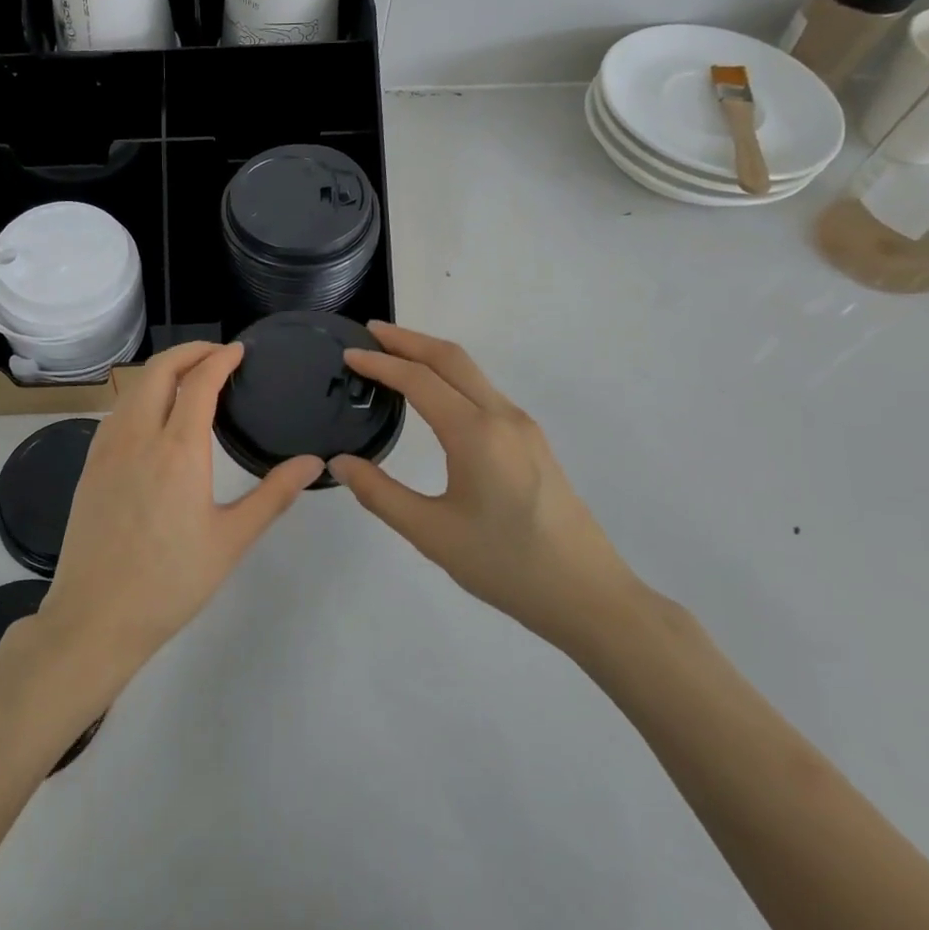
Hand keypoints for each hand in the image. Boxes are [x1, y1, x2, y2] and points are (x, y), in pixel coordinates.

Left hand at [34, 342, 324, 684]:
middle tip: (217, 353)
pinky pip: (117, 410)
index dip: (220, 359)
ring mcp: (107, 448)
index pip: (200, 382)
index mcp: (178, 449)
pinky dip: (140, 394)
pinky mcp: (90, 464)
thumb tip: (314, 463)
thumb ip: (274, 495)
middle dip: (189, 351)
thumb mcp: (232, 540)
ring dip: (163, 370)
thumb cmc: (171, 581)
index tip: (239, 350)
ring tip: (190, 377)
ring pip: (134, 387)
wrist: (96, 617)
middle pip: (160, 370)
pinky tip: (153, 414)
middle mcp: (139, 435)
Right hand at [329, 323, 640, 653]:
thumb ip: (379, 493)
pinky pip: (484, 392)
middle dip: (408, 340)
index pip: (418, 380)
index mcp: (475, 432)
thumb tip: (339, 463)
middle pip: (451, 358)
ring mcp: (523, 427)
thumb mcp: (431, 533)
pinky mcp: (533, 442)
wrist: (589, 596)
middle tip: (370, 333)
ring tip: (394, 357)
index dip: (379, 363)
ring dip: (431, 356)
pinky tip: (435, 397)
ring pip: (471, 373)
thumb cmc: (506, 565)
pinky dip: (451, 378)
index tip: (348, 355)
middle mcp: (502, 416)